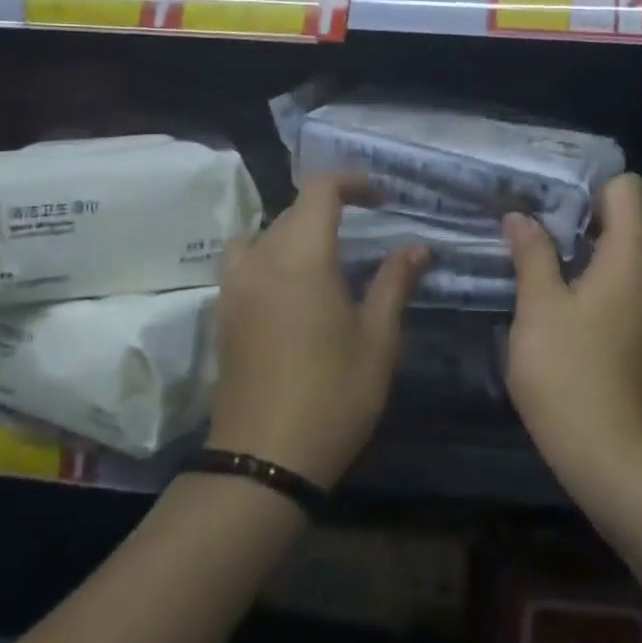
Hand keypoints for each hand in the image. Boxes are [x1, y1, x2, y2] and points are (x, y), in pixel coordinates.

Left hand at [209, 174, 427, 489]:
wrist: (263, 460)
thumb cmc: (332, 395)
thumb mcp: (378, 339)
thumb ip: (395, 283)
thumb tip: (416, 247)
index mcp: (301, 256)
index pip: (320, 190)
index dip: (352, 182)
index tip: (381, 197)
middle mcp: (262, 258)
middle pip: (293, 209)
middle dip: (330, 207)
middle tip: (367, 226)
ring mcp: (236, 285)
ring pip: (265, 233)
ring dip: (296, 230)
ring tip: (326, 254)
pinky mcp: (224, 312)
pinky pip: (247, 260)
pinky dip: (272, 254)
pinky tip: (295, 287)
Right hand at [504, 173, 641, 483]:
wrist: (613, 455)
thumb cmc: (569, 372)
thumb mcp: (537, 308)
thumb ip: (532, 255)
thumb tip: (520, 218)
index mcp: (633, 256)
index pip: (631, 190)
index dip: (595, 190)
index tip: (558, 211)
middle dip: (611, 220)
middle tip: (568, 238)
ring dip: (619, 250)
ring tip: (571, 268)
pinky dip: (626, 279)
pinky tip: (584, 303)